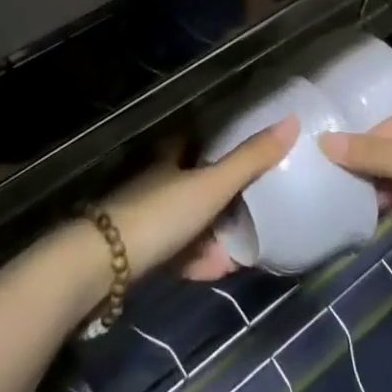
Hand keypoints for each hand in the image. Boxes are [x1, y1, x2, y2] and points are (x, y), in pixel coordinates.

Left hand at [103, 117, 298, 281]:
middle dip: (222, 197)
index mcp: (168, 157)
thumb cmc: (159, 214)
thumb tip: (292, 121)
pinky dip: (196, 259)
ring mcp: (143, 219)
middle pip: (193, 183)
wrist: (99, 267)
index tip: (246, 154)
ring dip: (212, 233)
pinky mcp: (136, 254)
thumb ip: (250, 160)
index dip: (218, 145)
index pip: (195, 141)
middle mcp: (154, 182)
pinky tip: (217, 271)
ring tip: (241, 248)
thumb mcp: (210, 186)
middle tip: (254, 209)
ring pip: (186, 221)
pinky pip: (175, 252)